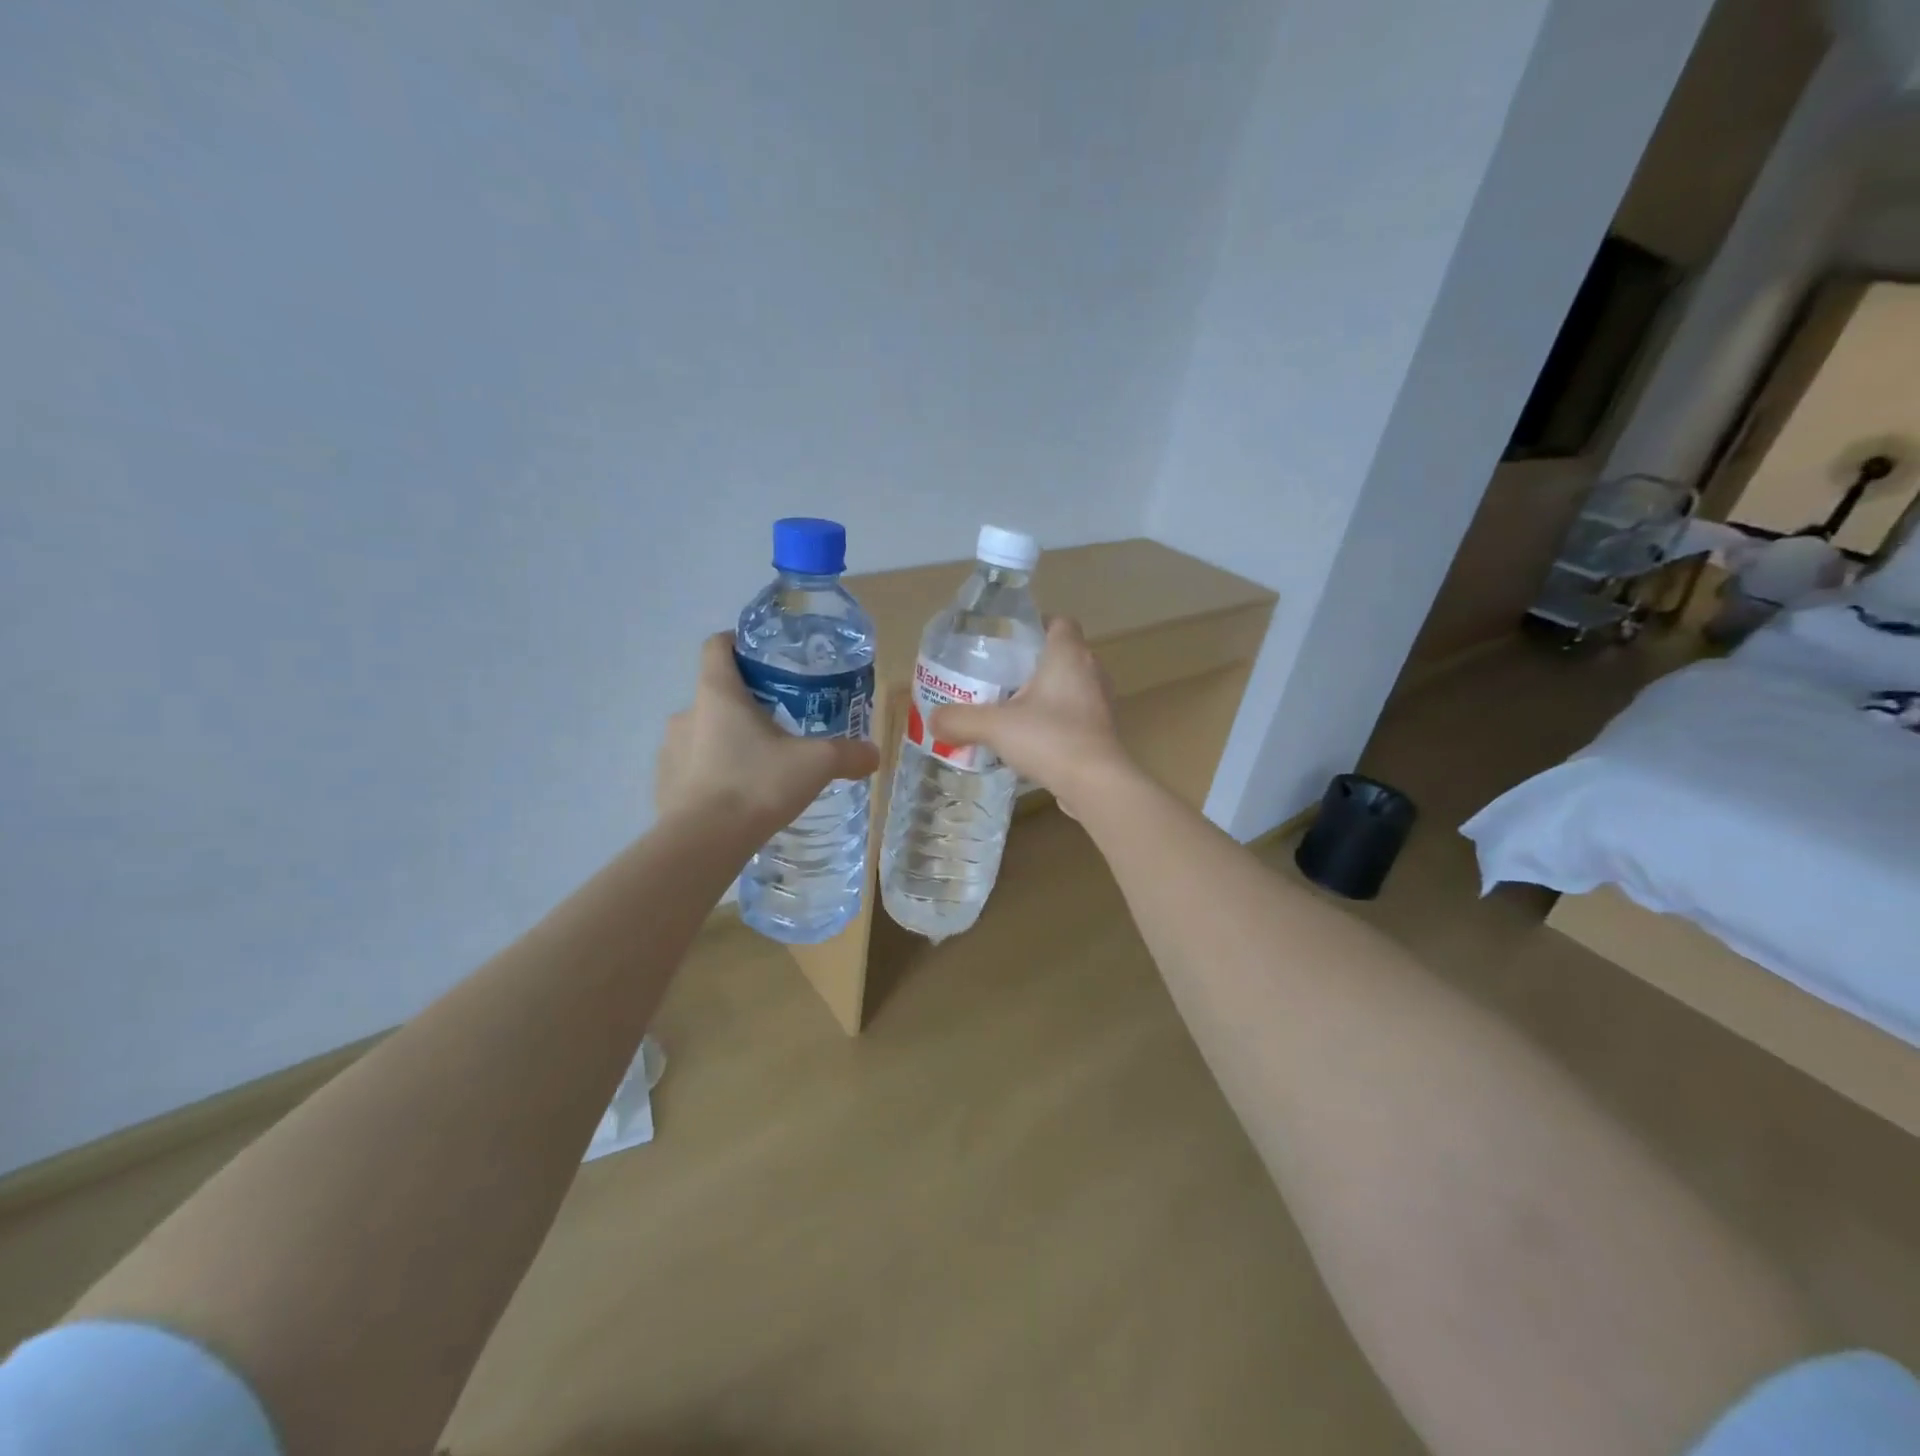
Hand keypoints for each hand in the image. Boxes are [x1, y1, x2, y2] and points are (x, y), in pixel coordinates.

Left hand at [657, 634, 880, 835]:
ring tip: (760, 765)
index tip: (764, 657)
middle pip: (716, 693)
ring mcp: (670, 749)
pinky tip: (737, 796)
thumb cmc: (757, 785)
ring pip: (703, 732)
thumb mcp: (815, 765)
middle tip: (780, 723)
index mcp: (718, 693)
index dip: (738, 643)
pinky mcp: (664, 783)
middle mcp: (687, 713)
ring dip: (728, 740)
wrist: (702, 843)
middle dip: (746, 703)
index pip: (717, 646)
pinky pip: (692, 767)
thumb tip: (874, 754)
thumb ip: (848, 754)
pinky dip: (712, 773)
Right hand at [929, 617, 1131, 815]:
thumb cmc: (1050, 739)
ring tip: (1013, 707)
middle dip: (1033, 663)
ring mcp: (1101, 702)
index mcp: (1068, 654)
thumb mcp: (995, 726)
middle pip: (1062, 654)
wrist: (1096, 784)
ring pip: (1070, 685)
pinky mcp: (1102, 730)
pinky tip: (1032, 737)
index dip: (1036, 626)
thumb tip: (933, 720)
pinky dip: (1056, 719)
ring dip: (1046, 693)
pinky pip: (1075, 713)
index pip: (1060, 622)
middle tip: (1000, 677)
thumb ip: (960, 719)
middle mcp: (1091, 671)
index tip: (1008, 642)